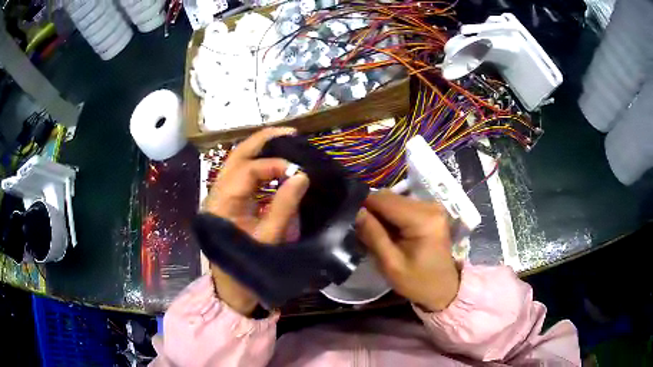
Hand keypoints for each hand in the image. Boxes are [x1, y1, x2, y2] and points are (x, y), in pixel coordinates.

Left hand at [202, 127, 309, 314]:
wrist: (231, 289)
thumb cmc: (248, 267)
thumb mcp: (268, 239)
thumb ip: (284, 206)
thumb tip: (301, 175)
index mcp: (222, 202)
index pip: (248, 170)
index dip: (275, 165)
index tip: (300, 171)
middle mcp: (217, 193)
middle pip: (237, 156)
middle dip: (262, 141)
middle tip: (290, 133)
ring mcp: (221, 196)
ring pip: (237, 162)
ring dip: (260, 150)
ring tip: (285, 142)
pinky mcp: (228, 202)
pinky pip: (242, 175)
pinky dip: (258, 165)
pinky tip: (275, 163)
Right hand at [356, 190, 459, 311]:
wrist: (443, 288)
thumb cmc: (417, 281)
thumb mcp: (391, 264)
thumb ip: (374, 235)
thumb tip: (357, 211)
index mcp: (423, 219)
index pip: (384, 200)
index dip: (364, 206)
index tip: (352, 222)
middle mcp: (430, 206)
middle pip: (390, 197)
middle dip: (373, 211)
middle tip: (363, 232)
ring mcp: (432, 206)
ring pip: (395, 199)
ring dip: (382, 214)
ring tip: (376, 234)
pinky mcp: (431, 210)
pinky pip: (403, 205)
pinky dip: (392, 216)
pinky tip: (390, 232)